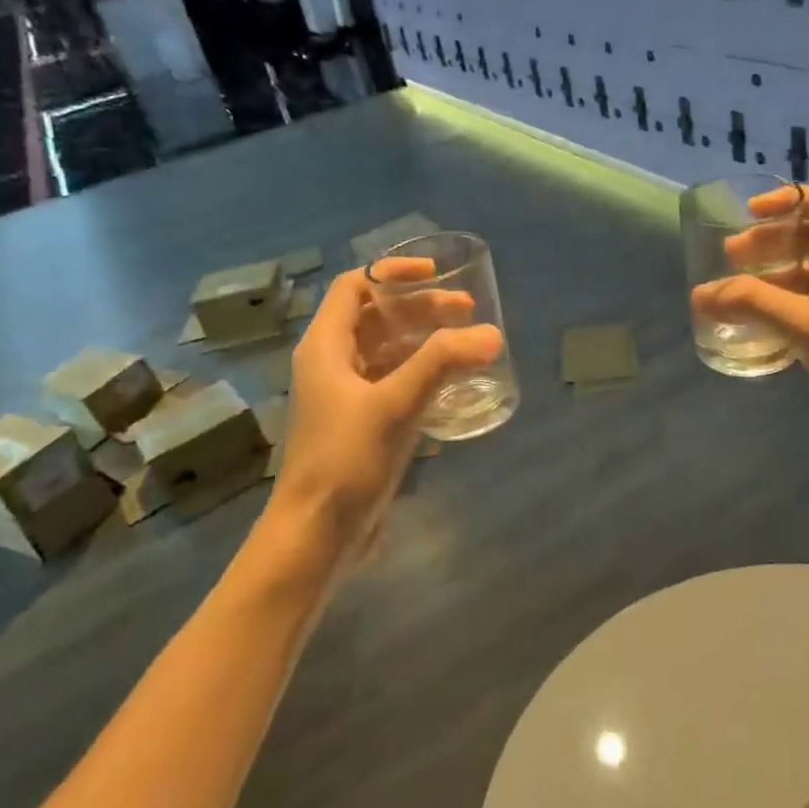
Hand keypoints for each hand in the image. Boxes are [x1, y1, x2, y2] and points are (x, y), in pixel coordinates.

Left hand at [266, 264, 502, 580]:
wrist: (317, 534)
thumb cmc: (345, 460)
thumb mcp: (394, 404)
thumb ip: (442, 364)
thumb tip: (491, 334)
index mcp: (326, 348)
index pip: (354, 287)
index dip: (392, 273)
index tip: (435, 274)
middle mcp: (334, 365)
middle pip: (377, 318)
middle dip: (420, 308)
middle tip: (467, 311)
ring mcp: (349, 397)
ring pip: (388, 352)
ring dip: (425, 341)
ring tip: (468, 342)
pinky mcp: (364, 425)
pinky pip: (396, 384)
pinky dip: (424, 374)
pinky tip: (454, 382)